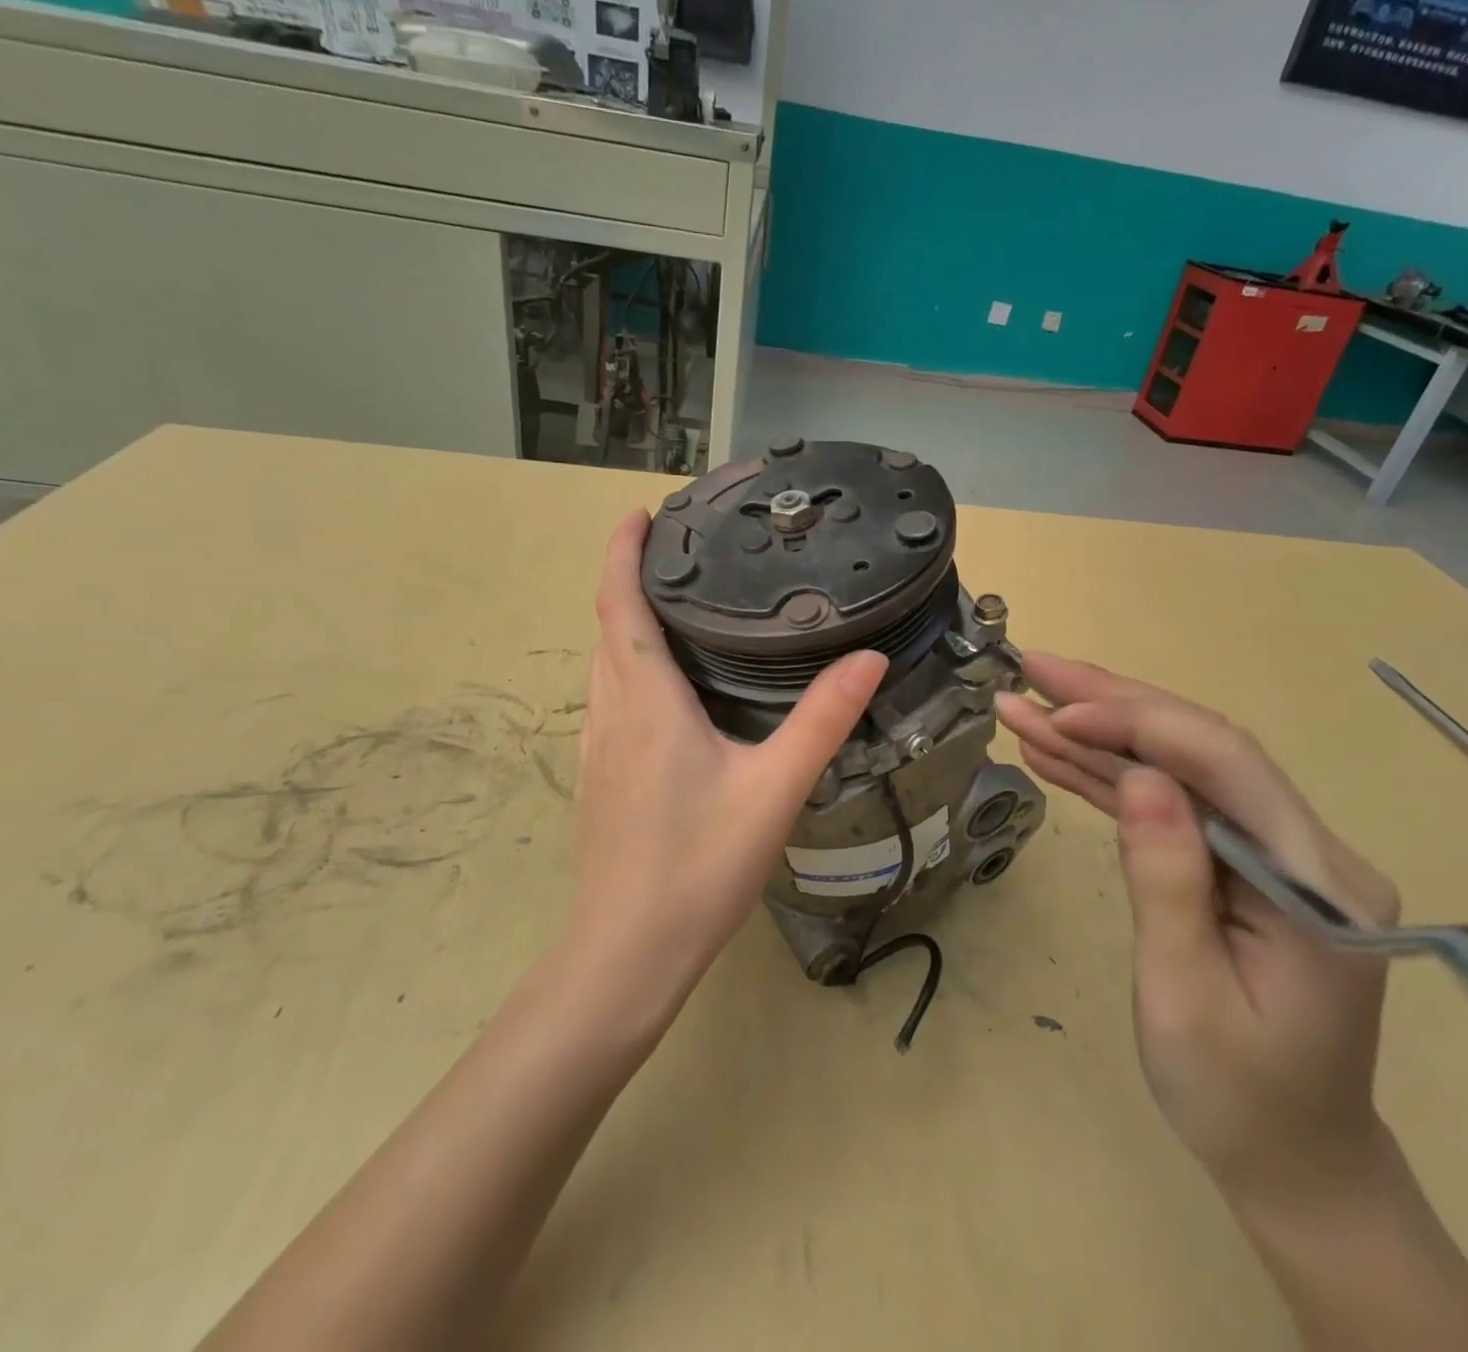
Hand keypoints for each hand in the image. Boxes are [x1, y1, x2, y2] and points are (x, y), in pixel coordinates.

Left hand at [568, 511, 887, 1009]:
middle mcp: (611, 712)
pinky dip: (630, 665)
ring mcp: (598, 747)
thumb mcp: (773, 789)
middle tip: (682, 552)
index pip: (620, 604)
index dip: (624, 552)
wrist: (626, 953)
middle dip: (631, 578)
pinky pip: (611, 697)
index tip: (643, 514)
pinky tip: (670, 688)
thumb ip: (822, 720)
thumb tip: (869, 657)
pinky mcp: (601, 776)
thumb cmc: (696, 866)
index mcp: (645, 700)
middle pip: (609, 627)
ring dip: (627, 622)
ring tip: (679, 604)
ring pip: (606, 664)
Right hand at [997, 652, 1401, 1209]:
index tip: (1057, 713)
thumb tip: (1138, 776)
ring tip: (1023, 703)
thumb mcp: (1187, 998)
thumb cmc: (1240, 1099)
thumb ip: (1168, 880)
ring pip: (1175, 768)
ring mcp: (1268, 852)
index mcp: (1315, 880)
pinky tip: (1055, 755)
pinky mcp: (1235, 864)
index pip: (1225, 764)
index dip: (1138, 724)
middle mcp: (1301, 847)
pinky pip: (1168, 806)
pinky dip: (1109, 779)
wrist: (1295, 1163)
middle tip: (1032, 668)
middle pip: (1200, 748)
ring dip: (1097, 735)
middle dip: (1111, 703)